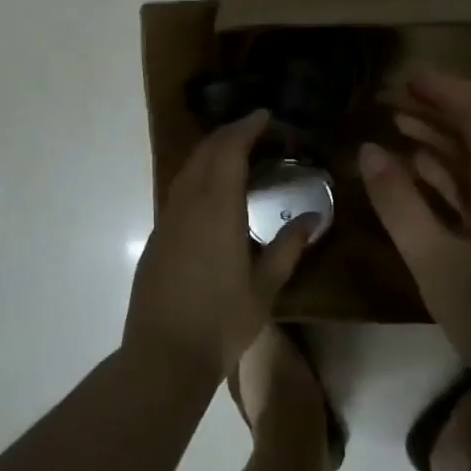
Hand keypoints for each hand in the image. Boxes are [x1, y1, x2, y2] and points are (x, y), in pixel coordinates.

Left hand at [123, 110, 318, 375]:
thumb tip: (313, 219)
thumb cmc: (221, 323)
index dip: (246, 128)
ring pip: (187, 170)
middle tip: (254, 128)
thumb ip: (288, 248)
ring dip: (210, 153)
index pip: (228, 152)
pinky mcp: (157, 237)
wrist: (164, 355)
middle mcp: (187, 206)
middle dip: (228, 134)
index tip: (265, 115)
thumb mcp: (265, 288)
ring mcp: (167, 220)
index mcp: (217, 211)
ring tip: (236, 152)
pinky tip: (212, 190)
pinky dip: (198, 175)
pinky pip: (178, 190)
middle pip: (204, 153)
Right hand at [359, 70, 470, 371]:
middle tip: (391, 98)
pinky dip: (446, 172)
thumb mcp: (433, 258)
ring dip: (439, 138)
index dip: (447, 89)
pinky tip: (416, 169)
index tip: (407, 77)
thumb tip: (369, 149)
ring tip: (395, 124)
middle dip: (438, 108)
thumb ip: (399, 201)